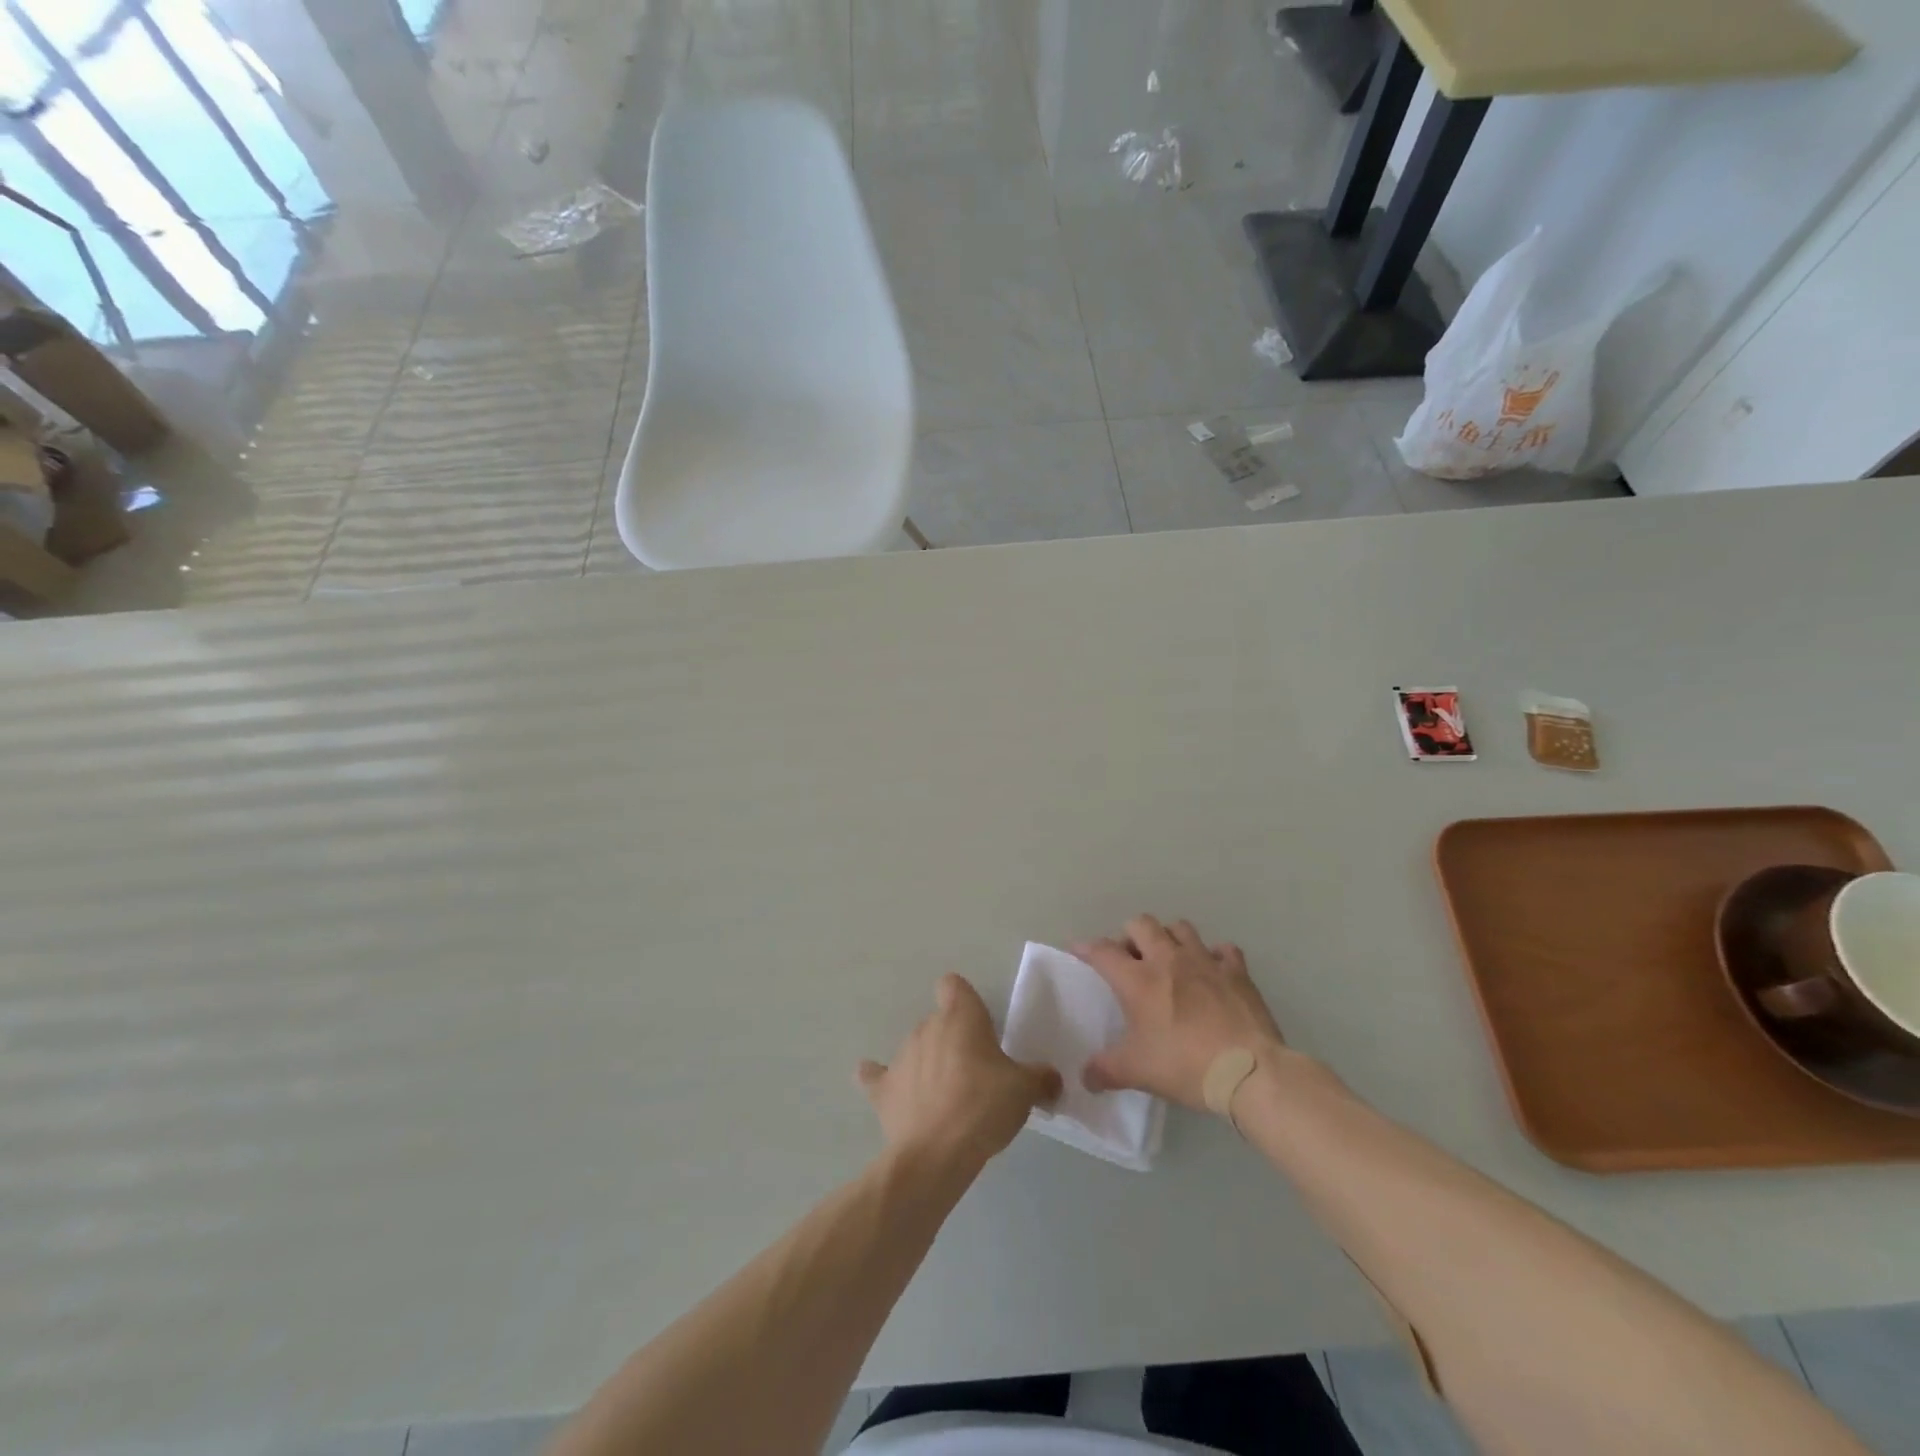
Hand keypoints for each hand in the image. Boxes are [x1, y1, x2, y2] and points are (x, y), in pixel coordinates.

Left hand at [859, 974, 1062, 1169]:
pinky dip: (882, 1081)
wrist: (936, 1154)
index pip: (953, 986)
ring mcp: (900, 1057)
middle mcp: (926, 1027)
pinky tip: (889, 1091)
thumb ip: (1040, 1078)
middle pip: (939, 1022)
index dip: (964, 1000)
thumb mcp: (1024, 1091)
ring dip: (929, 1064)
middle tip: (977, 1074)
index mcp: (960, 1017)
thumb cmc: (984, 1107)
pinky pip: (877, 1077)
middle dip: (955, 1042)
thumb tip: (1052, 1079)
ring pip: (916, 1049)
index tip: (979, 1024)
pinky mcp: (882, 1089)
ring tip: (948, 1098)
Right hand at [1074, 915, 1284, 1109]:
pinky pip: (1223, 950)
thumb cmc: (1184, 1065)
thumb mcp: (1136, 1072)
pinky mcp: (1236, 971)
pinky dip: (1214, 956)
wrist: (1248, 1071)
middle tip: (1130, 960)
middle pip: (1141, 924)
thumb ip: (1105, 1070)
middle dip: (1130, 936)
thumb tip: (1085, 1077)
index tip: (1078, 949)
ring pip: (1180, 928)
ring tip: (1168, 959)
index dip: (1086, 947)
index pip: (1102, 951)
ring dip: (1169, 938)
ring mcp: (1205, 961)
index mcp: (1138, 980)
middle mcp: (1168, 959)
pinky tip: (1212, 972)